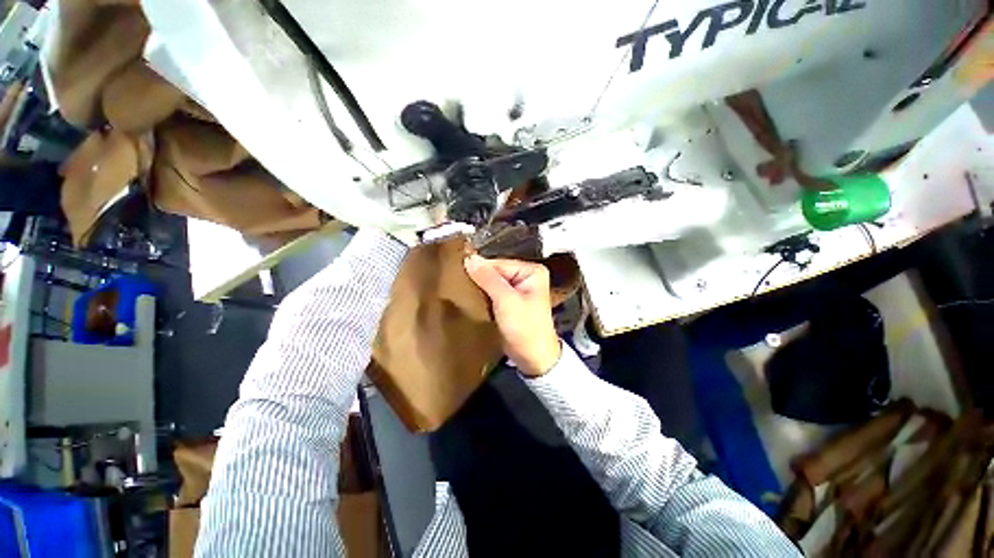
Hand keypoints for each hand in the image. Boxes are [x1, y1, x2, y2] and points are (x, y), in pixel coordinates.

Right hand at [464, 255, 561, 376]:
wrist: (533, 359)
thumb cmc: (525, 328)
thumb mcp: (506, 300)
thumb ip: (488, 278)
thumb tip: (469, 257)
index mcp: (531, 271)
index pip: (499, 263)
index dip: (480, 269)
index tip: (458, 272)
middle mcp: (526, 277)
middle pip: (496, 271)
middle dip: (479, 278)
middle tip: (458, 282)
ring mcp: (519, 290)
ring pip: (492, 283)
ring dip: (479, 287)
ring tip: (462, 290)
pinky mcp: (511, 302)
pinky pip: (493, 293)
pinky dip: (483, 296)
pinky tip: (471, 298)